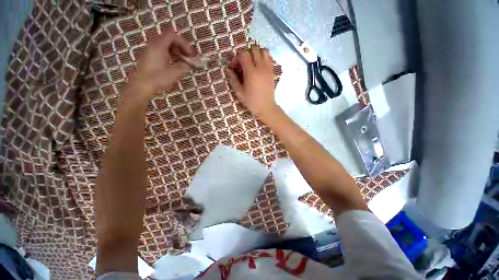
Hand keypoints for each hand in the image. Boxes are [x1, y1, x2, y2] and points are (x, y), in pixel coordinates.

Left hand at [130, 32, 194, 96]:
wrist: (141, 86)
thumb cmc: (158, 79)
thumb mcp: (174, 73)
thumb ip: (184, 66)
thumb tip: (190, 63)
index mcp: (159, 46)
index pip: (173, 36)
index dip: (184, 43)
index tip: (191, 55)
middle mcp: (153, 45)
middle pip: (169, 38)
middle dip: (181, 46)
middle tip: (188, 56)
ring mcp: (150, 50)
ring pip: (165, 44)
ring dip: (176, 50)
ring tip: (183, 60)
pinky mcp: (149, 57)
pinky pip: (161, 50)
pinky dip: (170, 53)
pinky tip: (174, 63)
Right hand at [226, 46, 278, 119]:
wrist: (266, 107)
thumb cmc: (252, 101)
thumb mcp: (239, 92)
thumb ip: (233, 79)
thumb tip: (227, 70)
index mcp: (251, 72)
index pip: (244, 54)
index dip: (237, 58)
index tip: (234, 67)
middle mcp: (261, 67)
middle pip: (254, 49)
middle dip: (246, 54)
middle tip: (242, 64)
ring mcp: (268, 68)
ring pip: (263, 51)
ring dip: (256, 53)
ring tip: (251, 63)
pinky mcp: (272, 72)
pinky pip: (269, 58)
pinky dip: (263, 57)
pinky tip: (259, 67)